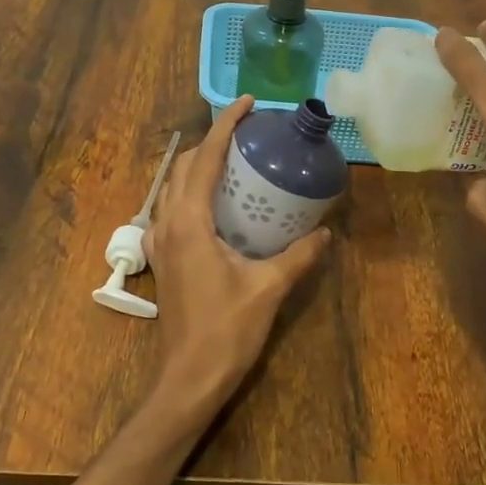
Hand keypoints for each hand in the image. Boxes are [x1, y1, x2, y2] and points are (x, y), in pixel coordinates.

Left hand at [142, 97, 331, 428]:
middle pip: (182, 168)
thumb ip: (299, 256)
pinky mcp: (162, 262)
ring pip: (171, 189)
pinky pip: (170, 212)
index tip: (247, 104)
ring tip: (231, 164)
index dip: (224, 126)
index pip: (204, 160)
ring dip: (196, 167)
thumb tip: (325, 232)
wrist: (188, 380)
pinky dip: (189, 194)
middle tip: (246, 136)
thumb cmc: (226, 332)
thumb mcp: (269, 289)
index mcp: (189, 223)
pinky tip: (215, 207)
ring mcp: (160, 245)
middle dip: (209, 143)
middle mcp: (168, 225)